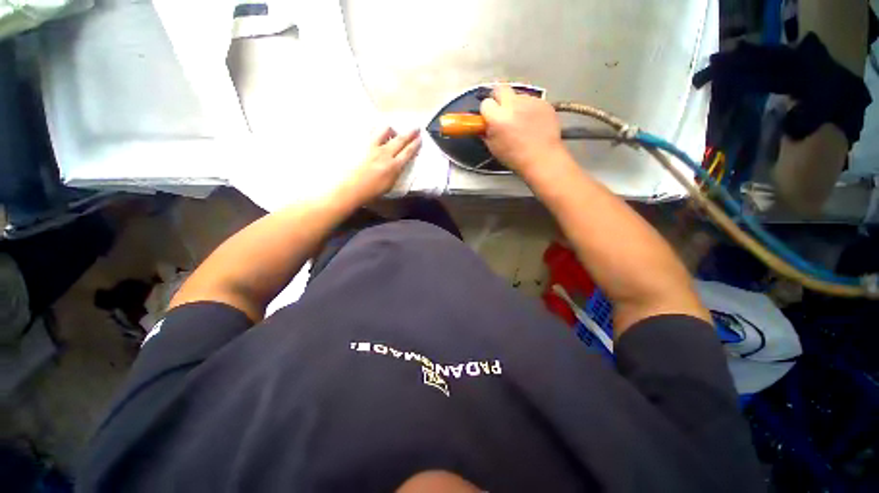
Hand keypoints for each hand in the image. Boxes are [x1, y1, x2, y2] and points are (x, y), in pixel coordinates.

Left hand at [342, 127, 420, 203]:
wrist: (353, 189)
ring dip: (392, 130)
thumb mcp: (391, 185)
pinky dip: (376, 131)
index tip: (420, 138)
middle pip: (400, 140)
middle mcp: (385, 154)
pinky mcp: (363, 146)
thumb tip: (400, 164)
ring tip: (393, 131)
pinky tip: (377, 133)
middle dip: (409, 134)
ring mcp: (373, 148)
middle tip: (416, 128)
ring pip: (385, 132)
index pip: (408, 152)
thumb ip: (397, 172)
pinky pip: (372, 134)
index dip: (415, 145)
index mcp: (394, 166)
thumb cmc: (373, 191)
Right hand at [480, 85, 566, 176]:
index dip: (487, 111)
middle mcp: (513, 104)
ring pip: (517, 95)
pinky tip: (532, 122)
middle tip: (501, 111)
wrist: (542, 158)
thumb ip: (487, 132)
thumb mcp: (494, 148)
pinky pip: (531, 101)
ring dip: (515, 104)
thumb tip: (485, 125)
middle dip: (499, 98)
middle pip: (500, 88)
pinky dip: (529, 108)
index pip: (486, 103)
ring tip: (520, 121)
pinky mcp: (543, 102)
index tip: (489, 118)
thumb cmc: (515, 157)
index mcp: (498, 118)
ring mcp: (530, 101)